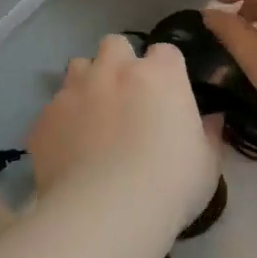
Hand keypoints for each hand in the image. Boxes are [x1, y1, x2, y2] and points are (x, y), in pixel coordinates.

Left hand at [27, 35, 219, 229]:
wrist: (106, 212)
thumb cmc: (170, 185)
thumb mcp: (207, 164)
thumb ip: (208, 134)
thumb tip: (212, 120)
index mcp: (160, 75)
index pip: (165, 51)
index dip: (165, 70)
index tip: (167, 94)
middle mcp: (114, 71)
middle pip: (115, 45)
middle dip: (120, 63)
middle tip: (126, 97)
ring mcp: (74, 91)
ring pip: (78, 67)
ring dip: (87, 83)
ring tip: (93, 118)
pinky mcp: (44, 118)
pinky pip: (53, 109)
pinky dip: (62, 121)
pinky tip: (69, 151)